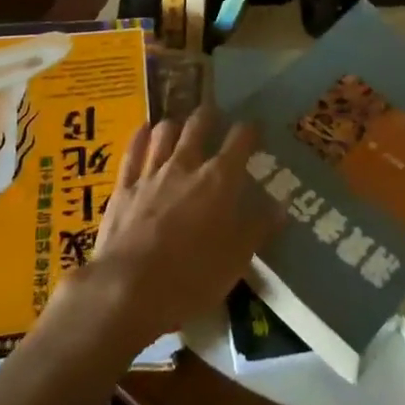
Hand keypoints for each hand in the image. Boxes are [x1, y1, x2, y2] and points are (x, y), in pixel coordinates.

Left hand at [58, 110, 277, 354]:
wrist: (127, 289)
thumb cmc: (190, 278)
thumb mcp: (236, 260)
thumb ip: (258, 228)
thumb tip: (281, 205)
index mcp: (219, 180)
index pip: (240, 140)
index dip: (249, 130)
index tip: (255, 128)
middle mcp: (186, 165)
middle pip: (198, 125)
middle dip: (208, 116)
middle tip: (213, 115)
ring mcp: (151, 173)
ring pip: (164, 132)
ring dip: (175, 124)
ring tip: (180, 125)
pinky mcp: (123, 187)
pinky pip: (133, 151)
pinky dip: (141, 137)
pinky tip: (144, 130)